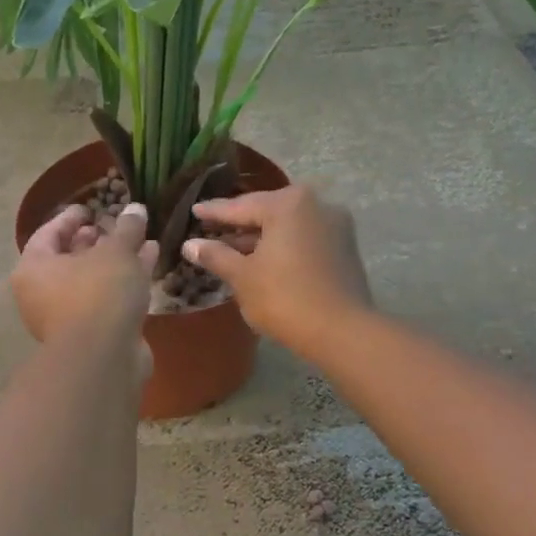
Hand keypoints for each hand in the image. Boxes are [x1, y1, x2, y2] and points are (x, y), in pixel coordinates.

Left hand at [11, 201, 155, 347]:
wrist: (105, 358)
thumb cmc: (99, 293)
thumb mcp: (116, 252)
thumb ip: (126, 228)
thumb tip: (136, 209)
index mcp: (34, 269)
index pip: (48, 234)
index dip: (70, 218)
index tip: (91, 208)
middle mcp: (43, 294)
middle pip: (69, 259)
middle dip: (95, 241)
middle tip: (115, 226)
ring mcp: (68, 317)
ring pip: (92, 280)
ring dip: (116, 261)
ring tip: (141, 240)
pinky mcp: (93, 334)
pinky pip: (107, 298)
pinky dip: (125, 281)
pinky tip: (150, 264)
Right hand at [182, 186, 371, 356]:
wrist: (341, 331)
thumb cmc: (284, 298)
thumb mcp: (243, 277)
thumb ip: (216, 255)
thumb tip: (190, 245)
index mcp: (288, 203)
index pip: (241, 206)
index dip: (214, 212)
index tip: (194, 211)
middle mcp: (316, 204)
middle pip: (267, 212)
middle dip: (239, 224)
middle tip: (211, 230)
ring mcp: (336, 225)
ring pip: (287, 227)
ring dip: (261, 238)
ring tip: (232, 250)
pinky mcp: (345, 247)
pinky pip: (304, 239)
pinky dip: (283, 247)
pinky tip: (264, 261)